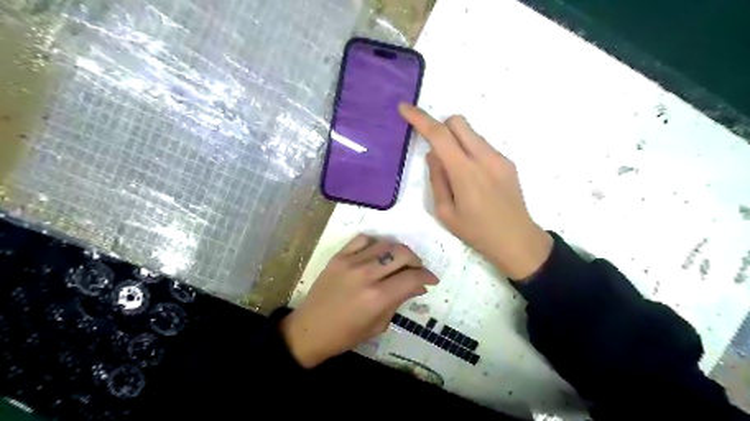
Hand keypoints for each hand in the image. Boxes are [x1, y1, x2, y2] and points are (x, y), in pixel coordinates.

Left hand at [281, 234, 440, 368]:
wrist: (309, 329)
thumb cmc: (346, 335)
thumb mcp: (378, 325)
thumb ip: (399, 301)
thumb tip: (418, 286)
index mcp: (378, 297)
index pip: (412, 277)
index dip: (427, 276)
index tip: (431, 280)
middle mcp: (367, 274)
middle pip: (402, 254)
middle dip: (416, 261)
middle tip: (416, 271)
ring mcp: (351, 262)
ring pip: (385, 244)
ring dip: (398, 251)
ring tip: (399, 262)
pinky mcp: (339, 256)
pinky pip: (363, 239)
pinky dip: (375, 243)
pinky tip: (377, 254)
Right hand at [399, 103, 548, 280]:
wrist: (517, 240)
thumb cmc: (476, 232)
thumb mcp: (445, 212)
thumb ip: (437, 179)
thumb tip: (433, 154)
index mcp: (464, 172)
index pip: (439, 135)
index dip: (420, 118)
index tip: (405, 108)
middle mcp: (484, 157)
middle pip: (458, 121)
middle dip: (440, 126)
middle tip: (435, 149)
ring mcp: (499, 158)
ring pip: (471, 132)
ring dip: (456, 140)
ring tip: (456, 172)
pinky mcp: (507, 162)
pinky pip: (482, 145)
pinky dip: (469, 150)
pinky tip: (473, 178)